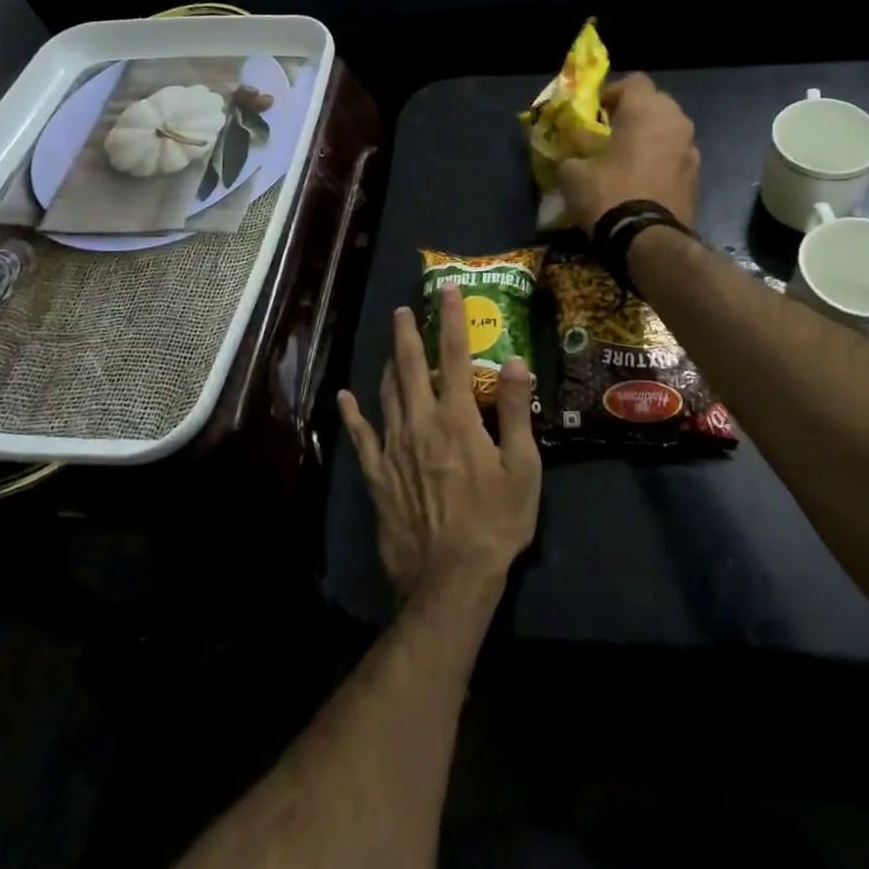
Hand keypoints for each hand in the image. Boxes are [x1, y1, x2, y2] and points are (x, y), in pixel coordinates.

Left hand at [337, 286, 541, 600]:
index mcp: (458, 417)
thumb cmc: (495, 523)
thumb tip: (515, 361)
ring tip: (391, 344)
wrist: (450, 579)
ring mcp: (393, 447)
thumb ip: (518, 411)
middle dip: (409, 333)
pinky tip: (345, 397)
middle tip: (405, 309)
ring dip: (389, 363)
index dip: (451, 319)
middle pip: (412, 366)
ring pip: (387, 392)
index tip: (448, 290)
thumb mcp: (523, 467)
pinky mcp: (377, 474)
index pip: (455, 354)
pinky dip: (352, 414)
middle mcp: (421, 422)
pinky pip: (361, 436)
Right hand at [555, 73, 699, 230]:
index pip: (633, 81)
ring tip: (626, 160)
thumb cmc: (609, 194)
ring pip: (668, 132)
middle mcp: (676, 122)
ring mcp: (692, 150)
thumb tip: (570, 157)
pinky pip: (675, 158)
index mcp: (647, 110)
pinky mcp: (697, 178)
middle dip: (633, 115)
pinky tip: (642, 182)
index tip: (594, 114)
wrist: (648, 241)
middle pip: (655, 104)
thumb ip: (571, 154)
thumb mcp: (572, 173)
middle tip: (609, 135)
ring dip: (649, 139)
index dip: (611, 93)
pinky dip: (660, 162)